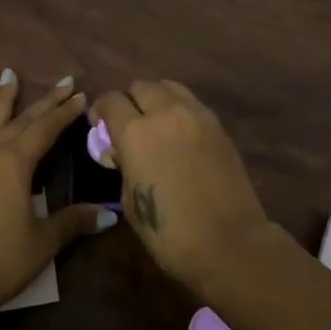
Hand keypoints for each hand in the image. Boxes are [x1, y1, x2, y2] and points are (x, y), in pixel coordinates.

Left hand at [0, 70, 117, 313]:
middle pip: (21, 121)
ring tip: (9, 74)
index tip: (81, 95)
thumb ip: (73, 222)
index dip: (65, 113)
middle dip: (44, 102)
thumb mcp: (42, 242)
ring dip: (1, 100)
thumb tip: (108, 214)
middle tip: (63, 82)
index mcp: (15, 164)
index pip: (46, 129)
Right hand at [87, 80, 270, 295]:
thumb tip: (121, 151)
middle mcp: (165, 113)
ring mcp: (196, 115)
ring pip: (168, 87)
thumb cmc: (170, 232)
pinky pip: (191, 103)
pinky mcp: (218, 125)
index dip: (101, 111)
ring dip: (156, 99)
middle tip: (128, 124)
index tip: (100, 126)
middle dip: (129, 101)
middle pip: (140, 86)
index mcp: (136, 132)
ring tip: (155, 123)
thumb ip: (123, 165)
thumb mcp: (130, 200)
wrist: (230, 243)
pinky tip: (179, 133)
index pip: (111, 101)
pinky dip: (179, 109)